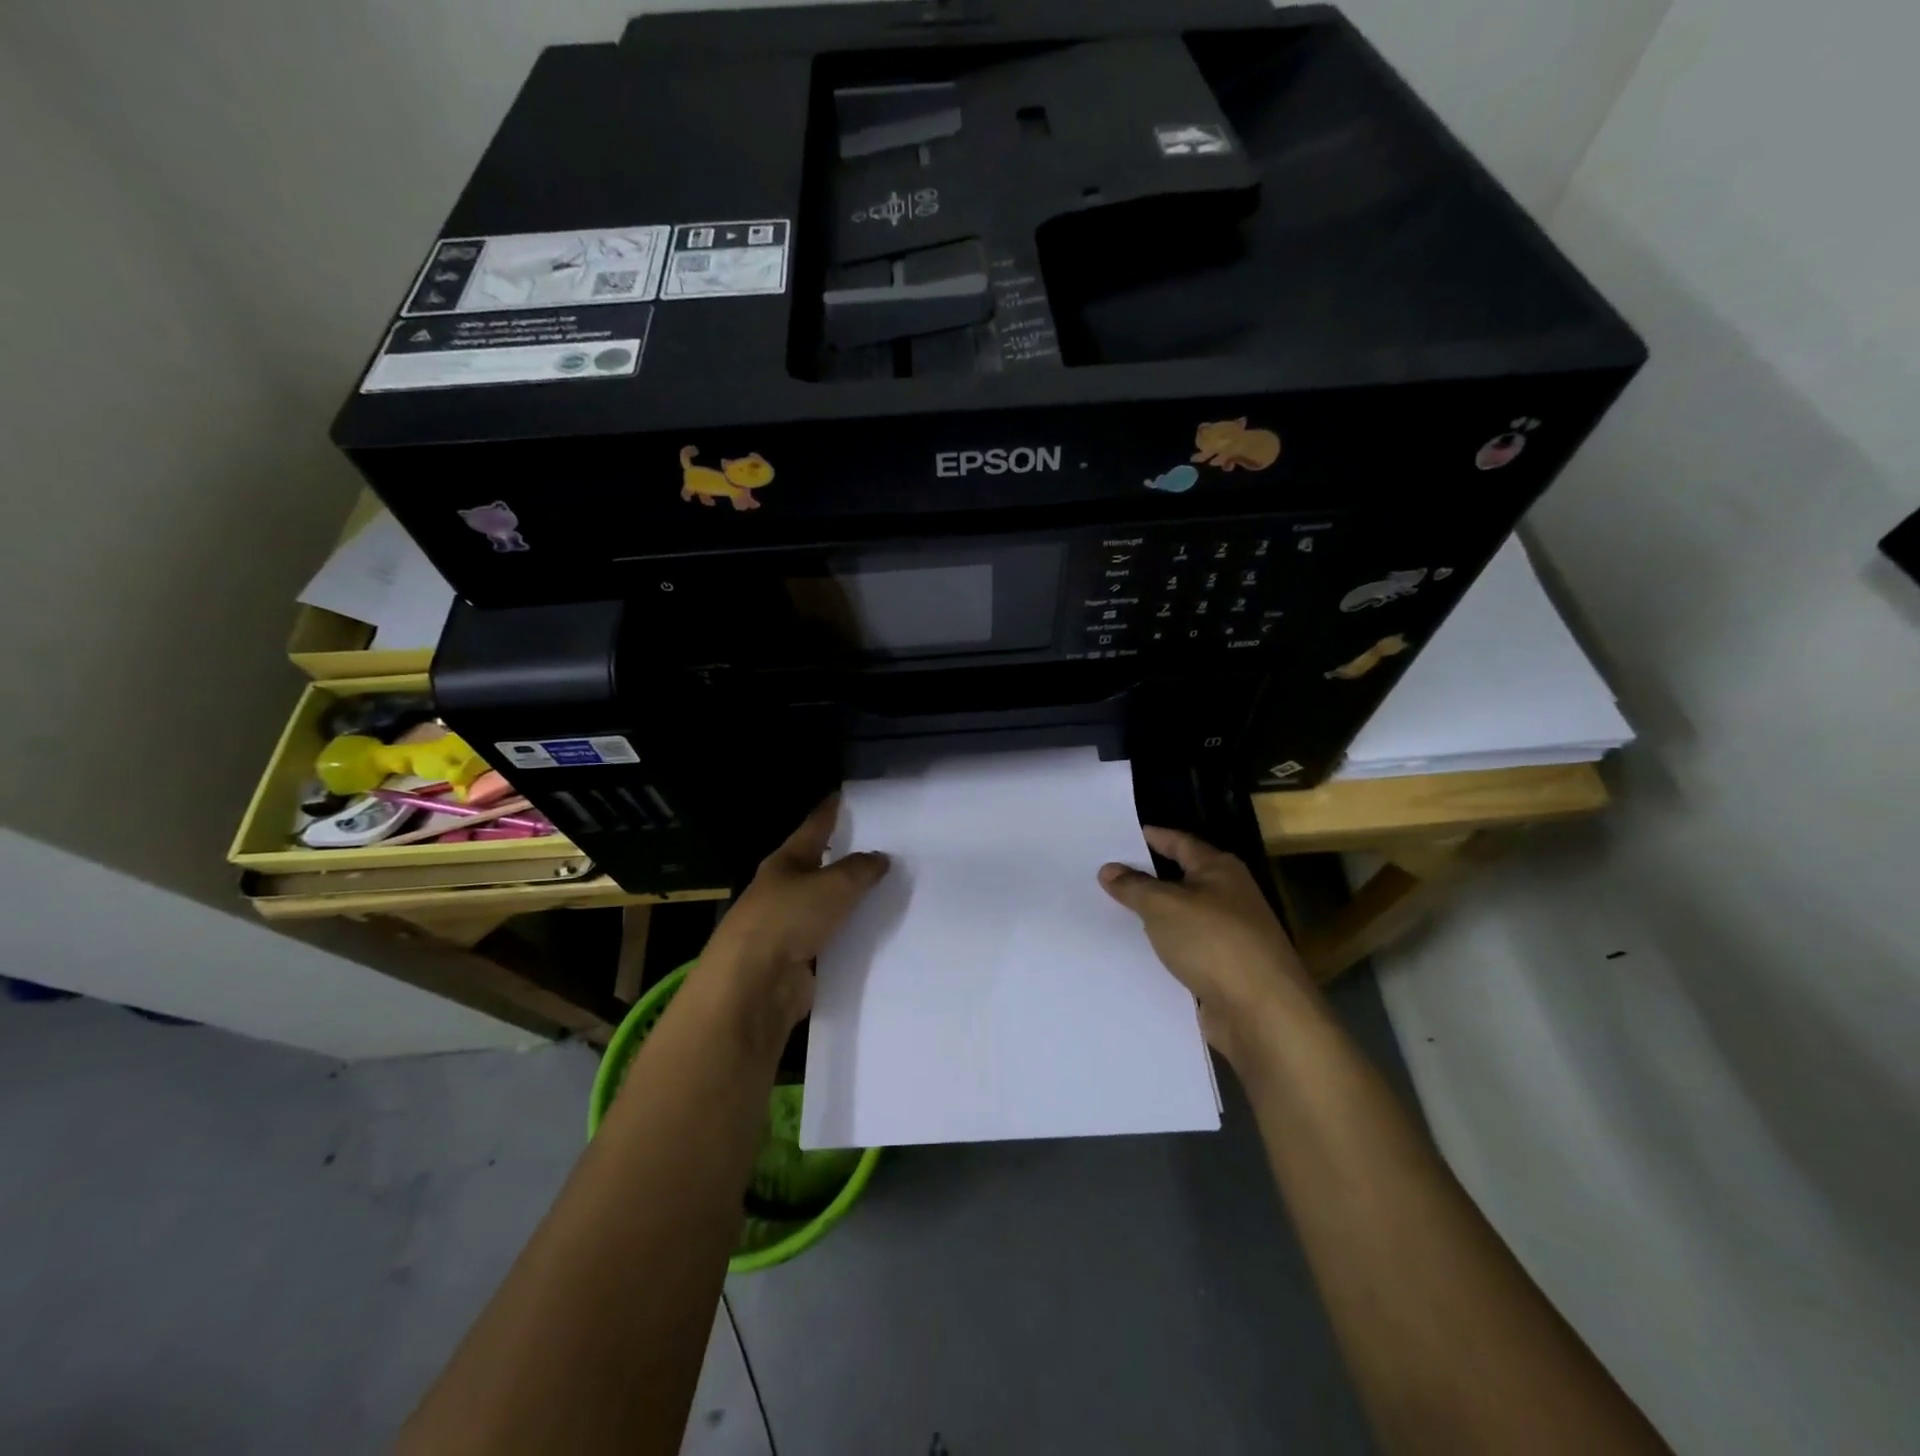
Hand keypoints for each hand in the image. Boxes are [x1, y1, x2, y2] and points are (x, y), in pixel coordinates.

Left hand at [695, 796, 889, 1048]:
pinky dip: (850, 936)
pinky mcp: (798, 960)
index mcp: (786, 862)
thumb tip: (879, 858)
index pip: (813, 827)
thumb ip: (860, 869)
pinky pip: (832, 940)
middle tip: (884, 846)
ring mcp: (789, 926)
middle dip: (846, 858)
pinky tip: (877, 934)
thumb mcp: (833, 885)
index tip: (846, 795)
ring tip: (889, 890)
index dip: (831, 811)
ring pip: (827, 906)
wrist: (753, 986)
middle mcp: (784, 889)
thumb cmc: (788, 919)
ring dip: (851, 901)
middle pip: (819, 867)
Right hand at [1099, 826, 1315, 1067]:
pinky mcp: (1225, 971)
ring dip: (1155, 916)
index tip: (1125, 833)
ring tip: (1112, 911)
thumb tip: (1109, 869)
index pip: (1181, 843)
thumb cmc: (1214, 942)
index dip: (1154, 836)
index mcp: (1221, 871)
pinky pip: (1186, 950)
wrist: (1262, 1013)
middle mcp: (1230, 897)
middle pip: (1183, 879)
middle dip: (1149, 877)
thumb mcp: (1163, 906)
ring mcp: (1230, 936)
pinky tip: (1137, 952)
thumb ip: (1134, 886)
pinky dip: (1164, 948)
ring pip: (1183, 918)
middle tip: (1107, 872)